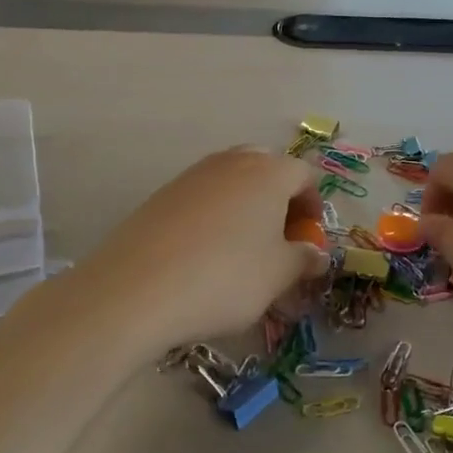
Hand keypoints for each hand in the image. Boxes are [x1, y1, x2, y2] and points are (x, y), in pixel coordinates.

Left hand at [80, 148, 326, 349]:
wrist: (136, 290)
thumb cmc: (225, 277)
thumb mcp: (278, 275)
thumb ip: (304, 259)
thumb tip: (315, 254)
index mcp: (268, 172)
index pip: (305, 174)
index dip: (313, 205)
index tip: (309, 239)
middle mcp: (231, 162)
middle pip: (266, 168)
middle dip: (279, 198)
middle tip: (278, 237)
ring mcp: (192, 175)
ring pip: (231, 181)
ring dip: (245, 206)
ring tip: (242, 249)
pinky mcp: (161, 195)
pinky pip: (201, 197)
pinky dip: (213, 217)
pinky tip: (204, 255)